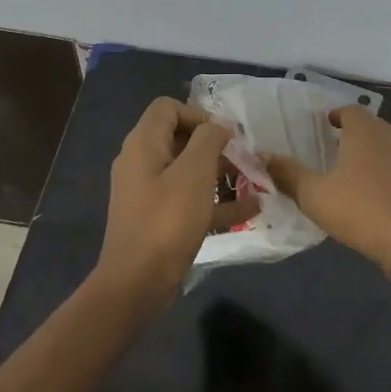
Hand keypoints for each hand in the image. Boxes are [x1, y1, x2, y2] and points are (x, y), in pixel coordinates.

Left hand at [96, 98, 258, 306]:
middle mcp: (141, 163)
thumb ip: (208, 140)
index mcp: (143, 144)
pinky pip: (190, 201)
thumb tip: (218, 125)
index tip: (226, 134)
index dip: (198, 114)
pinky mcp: (158, 220)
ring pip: (188, 172)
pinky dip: (216, 202)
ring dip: (221, 174)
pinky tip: (250, 210)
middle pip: (180, 140)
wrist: (137, 284)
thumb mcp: (194, 173)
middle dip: (215, 146)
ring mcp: (148, 194)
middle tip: (244, 158)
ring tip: (253, 181)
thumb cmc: (167, 220)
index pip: (167, 108)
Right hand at [263, 107, 390, 271]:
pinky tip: (376, 196)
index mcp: (365, 131)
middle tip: (332, 151)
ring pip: (387, 147)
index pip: (350, 110)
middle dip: (352, 135)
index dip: (336, 116)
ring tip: (352, 175)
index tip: (323, 127)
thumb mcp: (314, 195)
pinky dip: (386, 174)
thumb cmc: (361, 211)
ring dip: (371, 155)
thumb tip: (263, 156)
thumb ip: (288, 173)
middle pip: (370, 127)